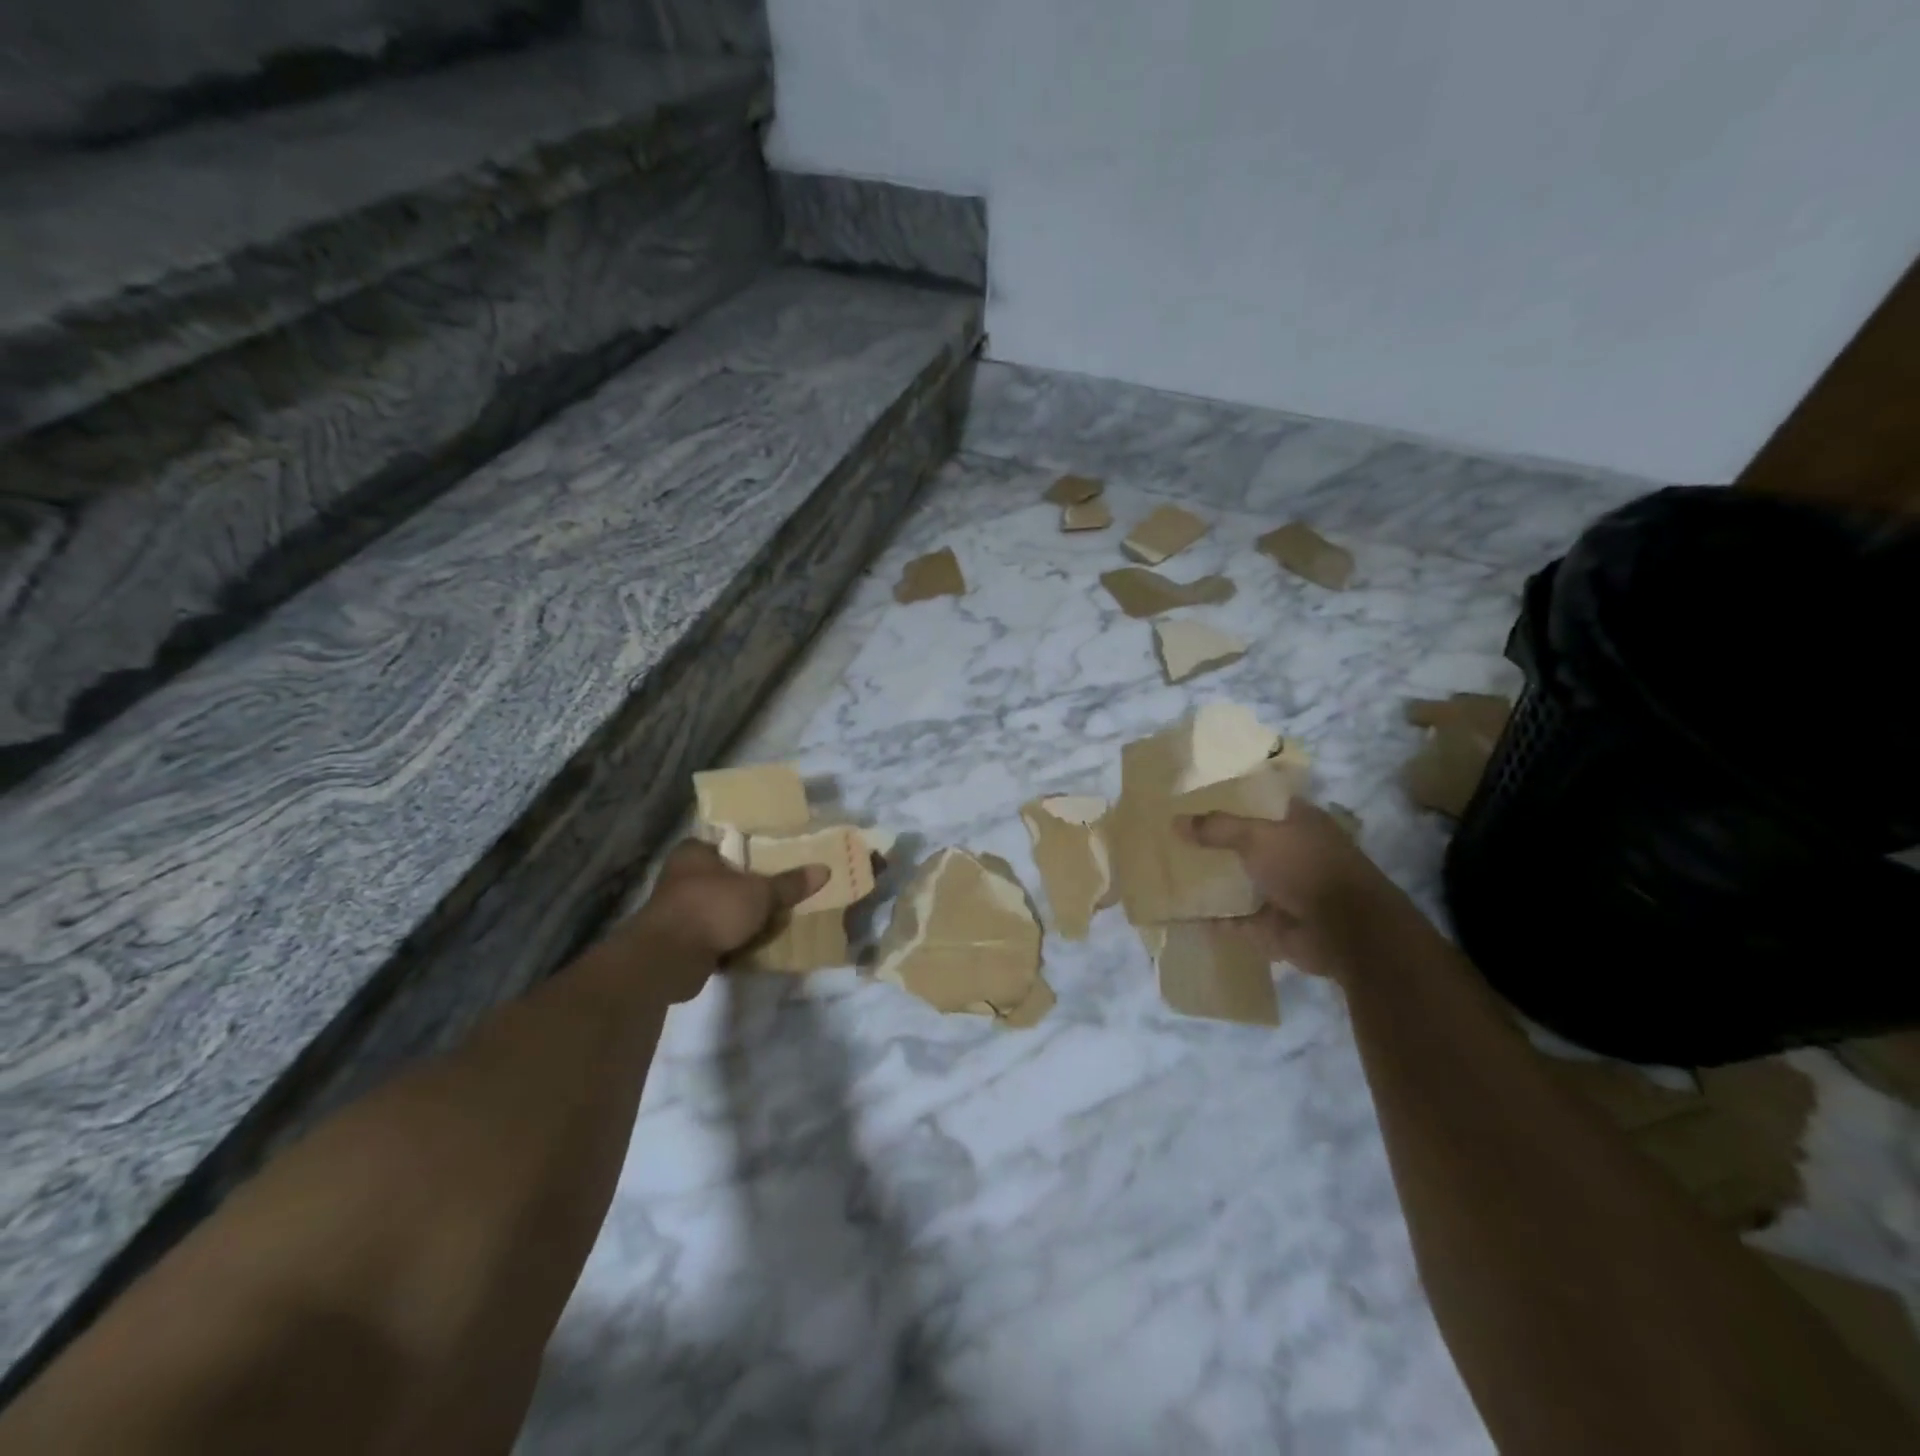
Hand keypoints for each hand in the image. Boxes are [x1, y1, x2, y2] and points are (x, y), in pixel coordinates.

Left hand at [636, 842, 827, 991]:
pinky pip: (712, 936)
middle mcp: (680, 876)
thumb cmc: (713, 908)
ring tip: (772, 922)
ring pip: (719, 909)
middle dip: (749, 890)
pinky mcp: (678, 941)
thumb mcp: (760, 893)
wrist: (669, 959)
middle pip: (725, 878)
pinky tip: (752, 946)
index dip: (751, 853)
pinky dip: (729, 941)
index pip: (727, 844)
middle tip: (780, 895)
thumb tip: (825, 870)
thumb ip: (790, 884)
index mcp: (694, 852)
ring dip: (740, 918)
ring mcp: (676, 910)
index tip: (775, 863)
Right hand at [1176, 800, 1411, 979]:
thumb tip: (1175, 821)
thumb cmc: (1306, 867)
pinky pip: (1234, 918)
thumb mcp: (1257, 837)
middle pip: (1245, 842)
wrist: (1345, 931)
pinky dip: (1212, 918)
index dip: (1229, 799)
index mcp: (1298, 821)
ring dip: (1212, 880)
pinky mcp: (1273, 924)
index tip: (1193, 798)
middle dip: (1214, 842)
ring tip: (1168, 870)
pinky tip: (1180, 912)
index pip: (1260, 802)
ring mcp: (1283, 890)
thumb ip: (1217, 828)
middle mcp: (1292, 853)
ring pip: (1239, 880)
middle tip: (1171, 834)